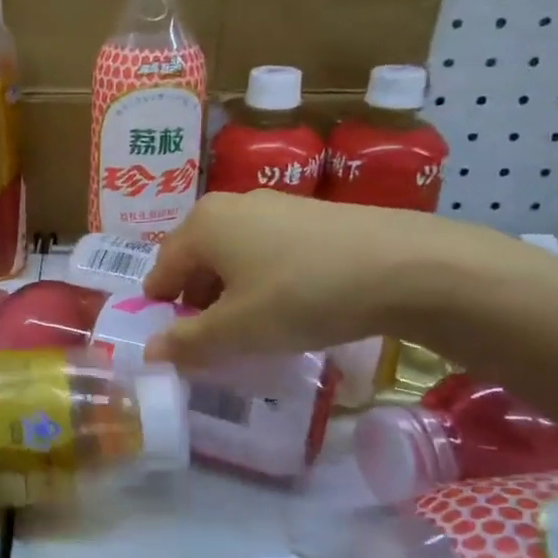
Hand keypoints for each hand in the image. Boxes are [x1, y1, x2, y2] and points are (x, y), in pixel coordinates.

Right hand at [140, 190, 506, 366]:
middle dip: (198, 303)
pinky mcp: (311, 215)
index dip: (162, 311)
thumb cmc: (302, 294)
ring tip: (255, 328)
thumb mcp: (238, 330)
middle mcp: (230, 206)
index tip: (177, 344)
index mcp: (201, 225)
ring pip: (233, 256)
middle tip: (214, 342)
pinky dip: (264, 280)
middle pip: (196, 261)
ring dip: (232, 293)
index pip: (161, 271)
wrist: (406, 266)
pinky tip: (291, 306)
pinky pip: (267, 251)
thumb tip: (150, 352)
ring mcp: (274, 206)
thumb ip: (188, 341)